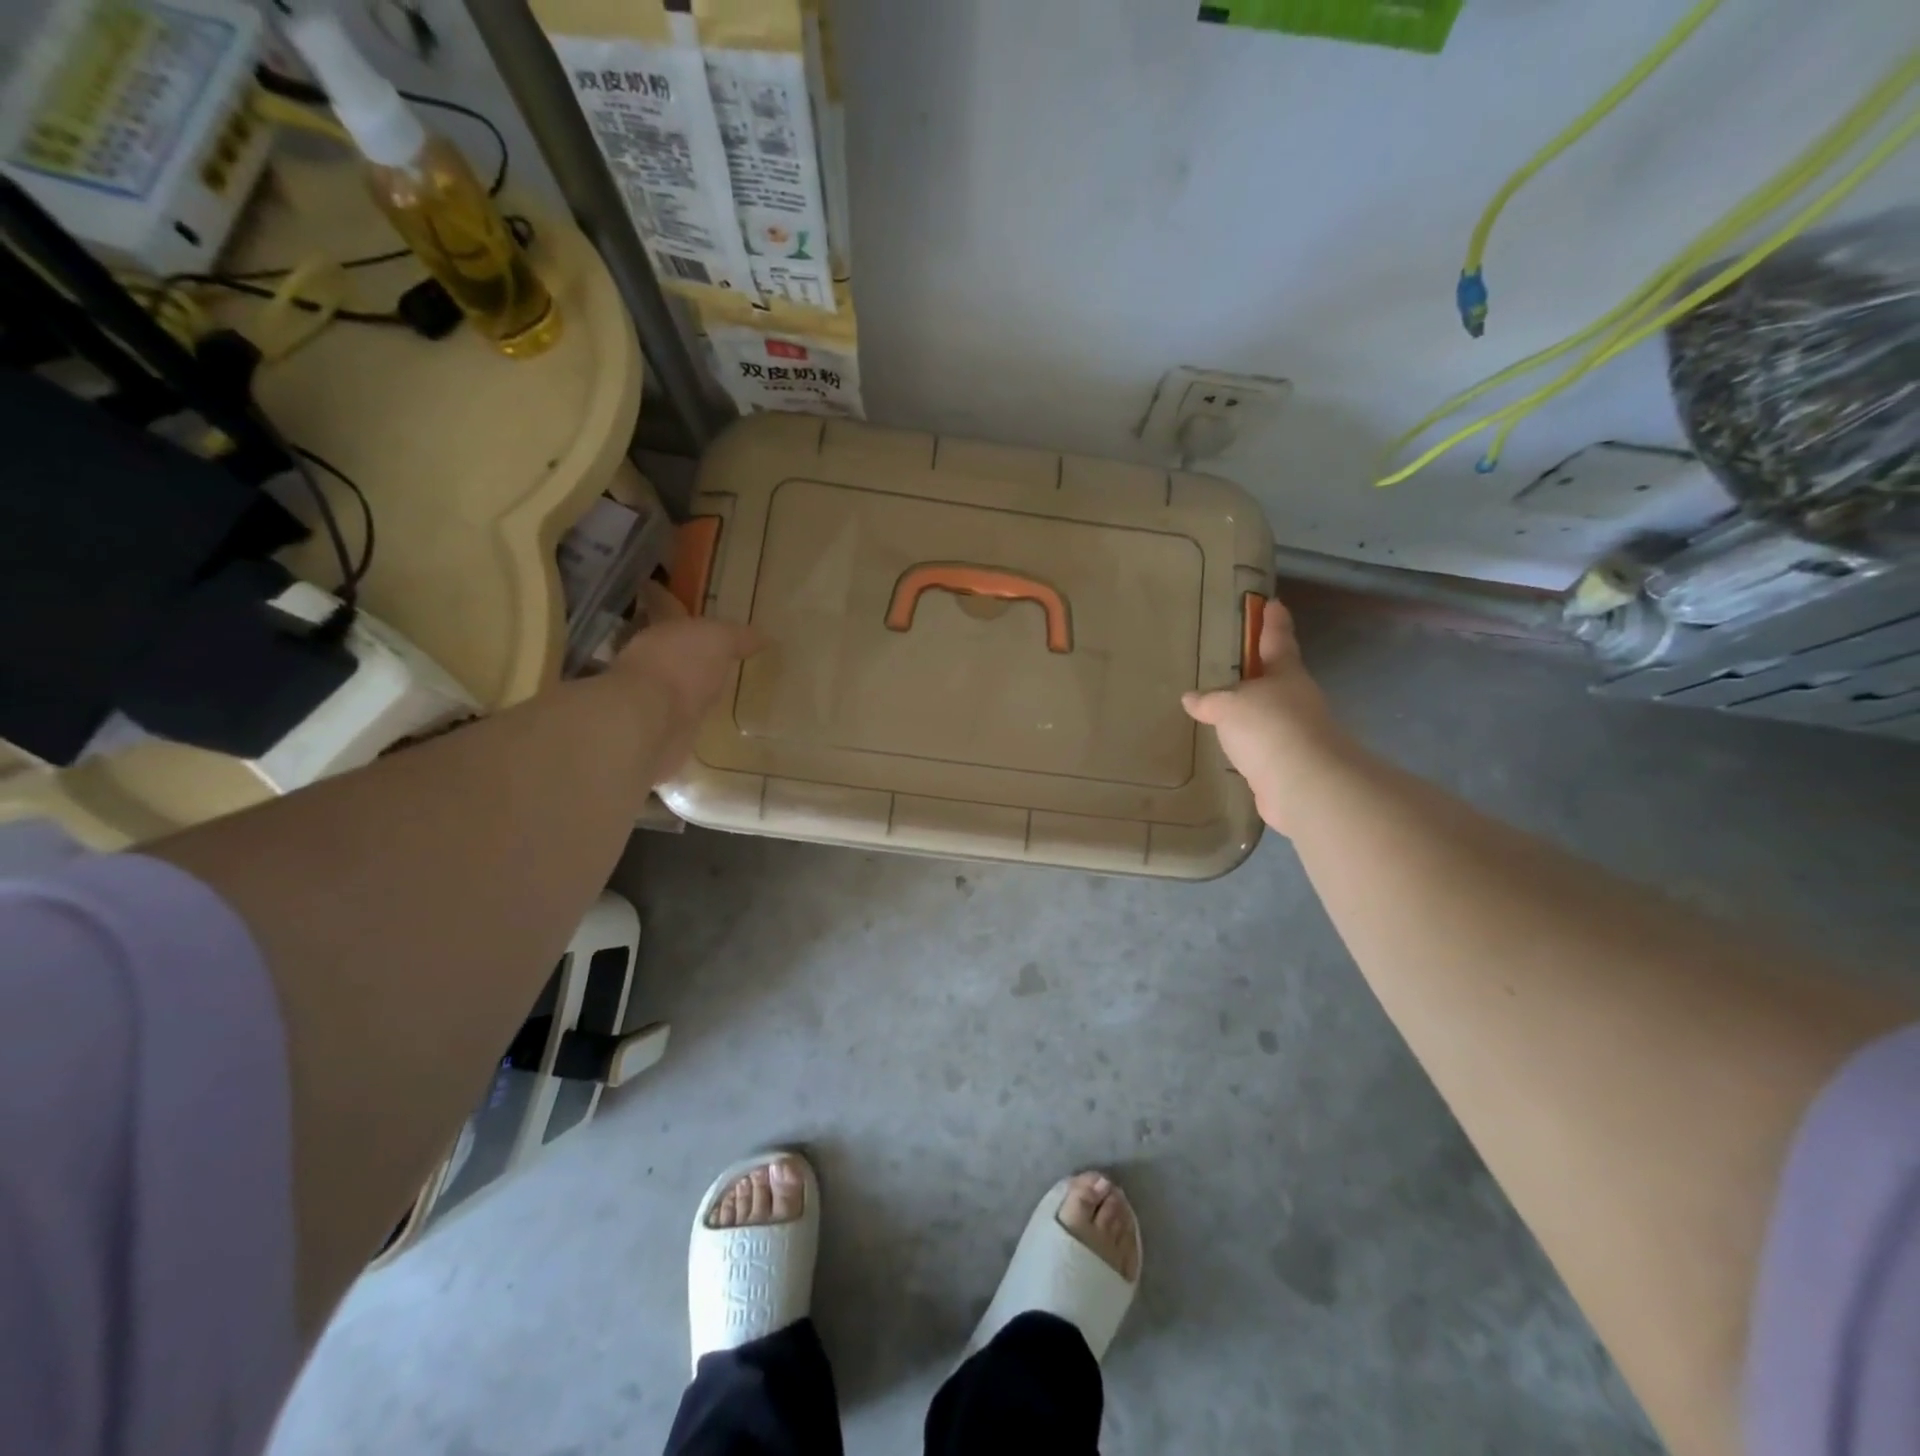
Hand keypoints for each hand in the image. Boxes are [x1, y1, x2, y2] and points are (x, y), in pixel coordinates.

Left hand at [610, 583, 762, 782]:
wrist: (650, 722)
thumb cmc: (681, 666)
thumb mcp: (719, 639)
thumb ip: (739, 637)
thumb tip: (764, 638)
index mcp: (663, 628)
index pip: (664, 605)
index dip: (662, 595)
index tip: (653, 585)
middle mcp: (652, 657)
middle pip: (666, 644)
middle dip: (679, 642)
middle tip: (702, 642)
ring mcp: (653, 694)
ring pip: (671, 678)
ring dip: (686, 679)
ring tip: (712, 681)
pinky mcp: (660, 726)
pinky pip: (678, 712)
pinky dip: (688, 711)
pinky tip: (705, 713)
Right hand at [1182, 596, 1349, 834]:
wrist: (1303, 783)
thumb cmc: (1268, 727)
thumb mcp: (1229, 705)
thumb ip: (1210, 700)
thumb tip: (1192, 698)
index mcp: (1285, 674)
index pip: (1278, 640)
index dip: (1273, 622)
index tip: (1272, 603)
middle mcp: (1295, 699)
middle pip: (1276, 678)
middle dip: (1259, 670)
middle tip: (1234, 663)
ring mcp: (1294, 733)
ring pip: (1268, 714)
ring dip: (1251, 711)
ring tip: (1222, 708)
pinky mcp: (1286, 763)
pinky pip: (1261, 746)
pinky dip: (1247, 743)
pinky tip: (1229, 747)